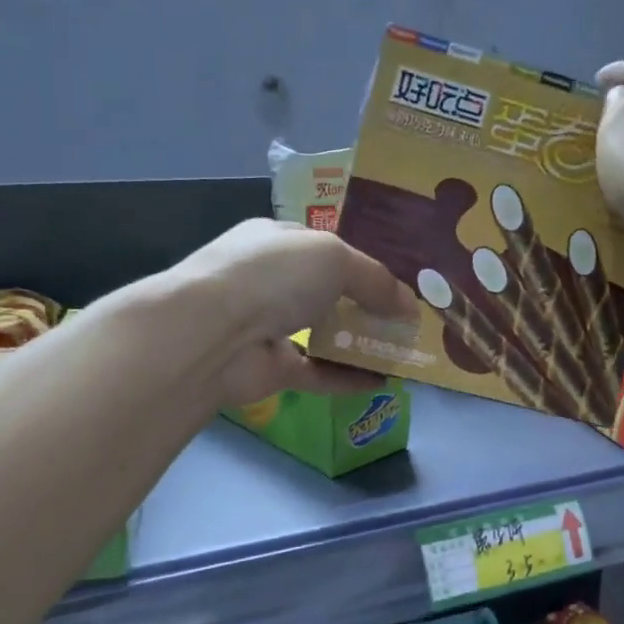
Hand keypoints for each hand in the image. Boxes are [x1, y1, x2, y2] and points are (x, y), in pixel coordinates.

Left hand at [173, 219, 417, 404]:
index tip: (396, 283)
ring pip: (321, 335)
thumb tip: (410, 306)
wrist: (212, 333)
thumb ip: (376, 280)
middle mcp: (268, 282)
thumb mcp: (335, 258)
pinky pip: (317, 372)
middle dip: (363, 306)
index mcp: (275, 241)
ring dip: (358, 344)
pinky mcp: (269, 368)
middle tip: (404, 321)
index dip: (360, 264)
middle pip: (324, 293)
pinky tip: (382, 382)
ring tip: (401, 352)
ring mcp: (266, 327)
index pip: (323, 249)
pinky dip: (347, 378)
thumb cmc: (274, 275)